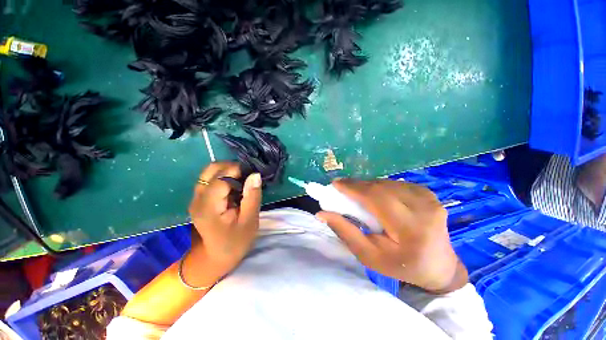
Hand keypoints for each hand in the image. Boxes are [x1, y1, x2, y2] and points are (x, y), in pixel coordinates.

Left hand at [188, 162, 261, 277]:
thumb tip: (255, 174)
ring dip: (228, 171)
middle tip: (248, 176)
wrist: (216, 258)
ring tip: (243, 181)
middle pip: (211, 169)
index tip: (252, 174)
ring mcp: (196, 198)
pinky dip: (224, 177)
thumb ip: (252, 196)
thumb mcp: (249, 221)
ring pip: (210, 172)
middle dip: (232, 167)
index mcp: (209, 206)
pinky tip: (235, 187)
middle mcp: (198, 198)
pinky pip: (211, 179)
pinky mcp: (199, 199)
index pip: (220, 177)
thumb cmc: (236, 241)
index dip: (237, 170)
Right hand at [316, 179, 467, 293]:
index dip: (353, 188)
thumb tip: (321, 213)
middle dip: (357, 186)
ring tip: (356, 193)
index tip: (335, 184)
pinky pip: (395, 184)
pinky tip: (374, 195)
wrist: (440, 266)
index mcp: (412, 230)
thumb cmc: (401, 266)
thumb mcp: (369, 256)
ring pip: (386, 183)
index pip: (377, 199)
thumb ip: (345, 232)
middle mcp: (425, 209)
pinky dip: (380, 187)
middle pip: (381, 187)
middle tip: (341, 188)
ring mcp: (429, 198)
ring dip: (367, 186)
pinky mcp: (428, 193)